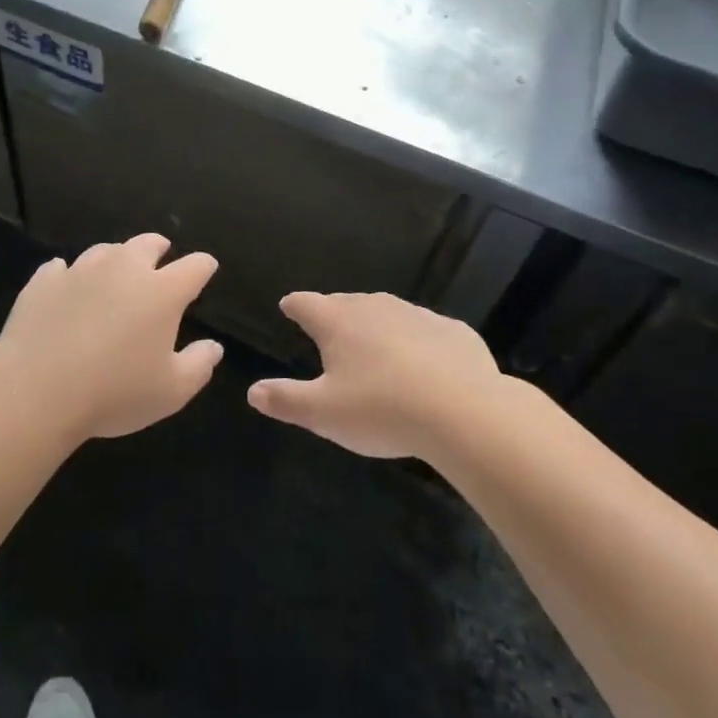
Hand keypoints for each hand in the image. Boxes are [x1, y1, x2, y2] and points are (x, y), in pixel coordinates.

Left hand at [0, 234, 222, 442]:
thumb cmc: (114, 393)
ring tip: (114, 273)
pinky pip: (60, 269)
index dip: (203, 267)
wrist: (36, 390)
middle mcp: (124, 269)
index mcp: (162, 291)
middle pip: (147, 244)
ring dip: (115, 259)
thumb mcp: (171, 392)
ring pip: (105, 251)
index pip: (194, 267)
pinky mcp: (44, 281)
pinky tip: (66, 286)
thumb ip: (198, 365)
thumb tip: (213, 347)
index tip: (206, 269)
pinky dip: (69, 275)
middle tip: (161, 256)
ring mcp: (80, 271)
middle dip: (159, 248)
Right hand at [248, 292, 501, 458]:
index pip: (305, 304)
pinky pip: (426, 331)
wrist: (464, 412)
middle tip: (329, 331)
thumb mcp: (323, 414)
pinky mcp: (453, 331)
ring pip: (387, 313)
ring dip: (376, 326)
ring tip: (374, 347)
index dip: (294, 306)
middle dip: (334, 314)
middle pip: (345, 303)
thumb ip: (285, 400)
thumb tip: (253, 391)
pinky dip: (417, 342)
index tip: (288, 306)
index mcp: (337, 322)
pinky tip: (425, 365)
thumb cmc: (381, 410)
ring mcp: (416, 315)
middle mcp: (374, 307)